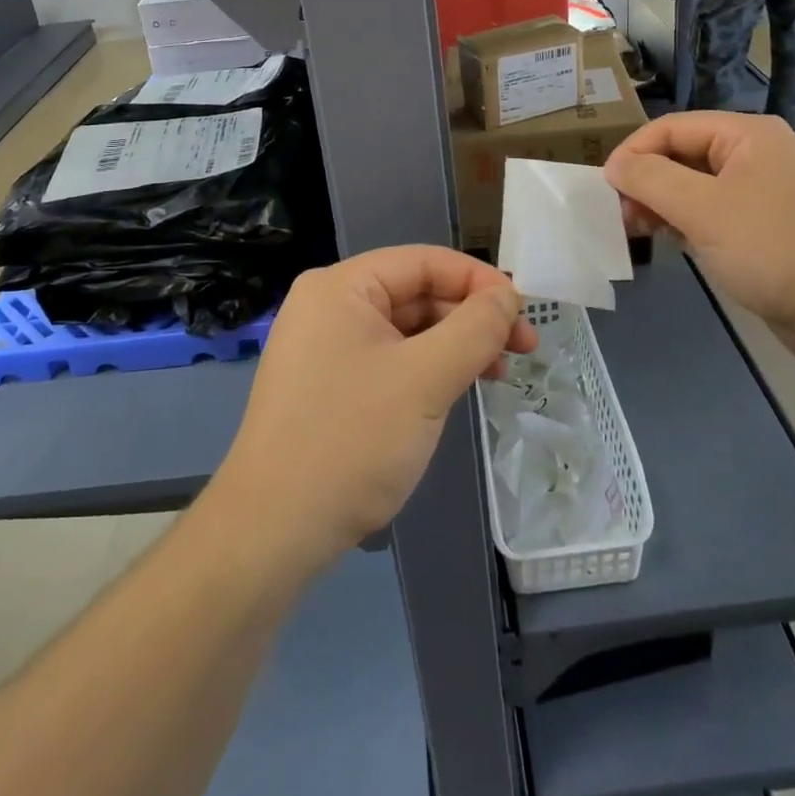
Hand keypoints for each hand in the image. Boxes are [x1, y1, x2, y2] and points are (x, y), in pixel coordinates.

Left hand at [207, 247, 535, 577]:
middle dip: (471, 318)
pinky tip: (455, 392)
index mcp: (341, 287)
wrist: (272, 533)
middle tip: (522, 349)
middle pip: (415, 294)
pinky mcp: (327, 386)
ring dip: (454, 346)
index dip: (478, 280)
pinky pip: (389, 361)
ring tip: (498, 374)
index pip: (423, 262)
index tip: (523, 312)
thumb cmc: (351, 441)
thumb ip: (475, 328)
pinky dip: (427, 370)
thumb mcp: (425, 379)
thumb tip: (506, 295)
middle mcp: (328, 306)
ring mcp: (324, 348)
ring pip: (405, 330)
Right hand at [603, 112, 794, 367]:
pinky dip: (687, 223)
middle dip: (646, 181)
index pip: (672, 127)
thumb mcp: (703, 209)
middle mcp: (755, 154)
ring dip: (662, 204)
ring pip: (694, 186)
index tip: (605, 189)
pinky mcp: (765, 227)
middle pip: (682, 154)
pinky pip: (713, 212)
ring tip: (640, 231)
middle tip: (621, 216)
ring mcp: (762, 191)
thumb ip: (651, 179)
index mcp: (747, 134)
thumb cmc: (773, 249)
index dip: (633, 153)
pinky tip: (674, 243)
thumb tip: (615, 165)